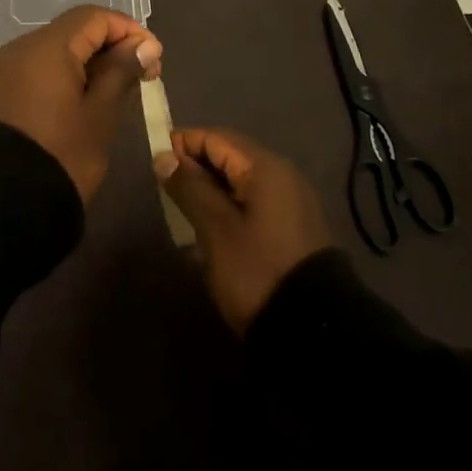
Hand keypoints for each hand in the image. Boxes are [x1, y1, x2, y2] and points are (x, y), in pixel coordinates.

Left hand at [0, 5, 162, 203]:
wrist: (6, 203)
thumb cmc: (62, 154)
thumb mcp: (100, 113)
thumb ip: (122, 71)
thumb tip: (146, 44)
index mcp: (47, 46)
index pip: (94, 17)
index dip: (128, 29)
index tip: (154, 56)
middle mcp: (24, 46)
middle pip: (76, 29)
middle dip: (112, 44)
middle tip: (144, 73)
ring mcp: (10, 67)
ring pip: (59, 47)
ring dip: (92, 59)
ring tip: (121, 86)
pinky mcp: (4, 87)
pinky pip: (42, 66)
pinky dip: (69, 71)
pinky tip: (89, 95)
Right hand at [155, 127, 332, 333]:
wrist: (315, 333)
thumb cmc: (258, 271)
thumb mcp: (215, 229)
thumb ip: (189, 187)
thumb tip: (165, 156)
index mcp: (264, 167)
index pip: (215, 137)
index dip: (183, 144)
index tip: (156, 163)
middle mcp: (282, 175)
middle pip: (229, 156)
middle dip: (196, 169)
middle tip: (166, 191)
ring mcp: (291, 203)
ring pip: (240, 182)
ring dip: (211, 191)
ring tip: (184, 213)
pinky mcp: (293, 229)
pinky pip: (253, 203)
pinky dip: (229, 208)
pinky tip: (211, 233)